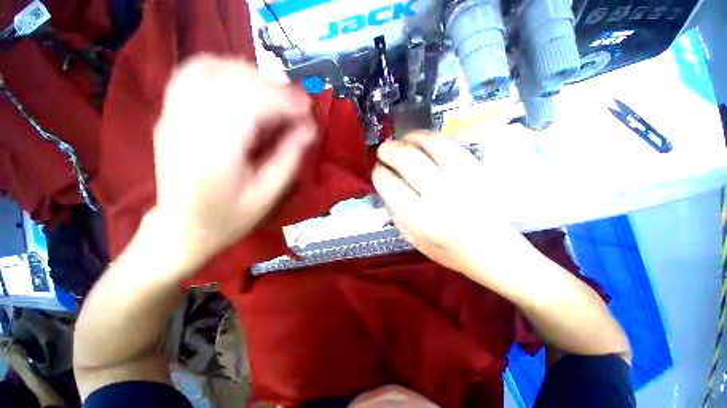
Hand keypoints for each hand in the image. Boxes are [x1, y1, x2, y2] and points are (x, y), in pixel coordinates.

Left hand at [151, 55, 314, 273]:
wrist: (181, 228)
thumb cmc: (228, 218)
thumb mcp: (268, 195)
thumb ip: (290, 158)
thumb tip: (310, 128)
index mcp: (215, 150)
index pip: (252, 103)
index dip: (286, 101)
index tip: (309, 110)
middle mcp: (188, 122)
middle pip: (234, 80)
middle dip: (274, 88)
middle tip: (298, 107)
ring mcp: (172, 113)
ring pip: (213, 67)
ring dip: (252, 75)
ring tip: (275, 96)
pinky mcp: (169, 111)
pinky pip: (193, 71)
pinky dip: (223, 69)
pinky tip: (241, 85)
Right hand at [372, 131, 519, 276]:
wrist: (490, 249)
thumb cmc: (445, 248)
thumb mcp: (409, 236)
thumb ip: (393, 207)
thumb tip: (384, 179)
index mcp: (420, 218)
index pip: (389, 183)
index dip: (378, 172)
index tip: (377, 169)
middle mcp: (441, 195)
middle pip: (407, 157)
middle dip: (388, 149)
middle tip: (383, 150)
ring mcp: (463, 178)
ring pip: (430, 142)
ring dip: (409, 137)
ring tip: (402, 141)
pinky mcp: (478, 168)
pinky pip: (449, 142)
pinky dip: (429, 138)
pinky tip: (422, 144)